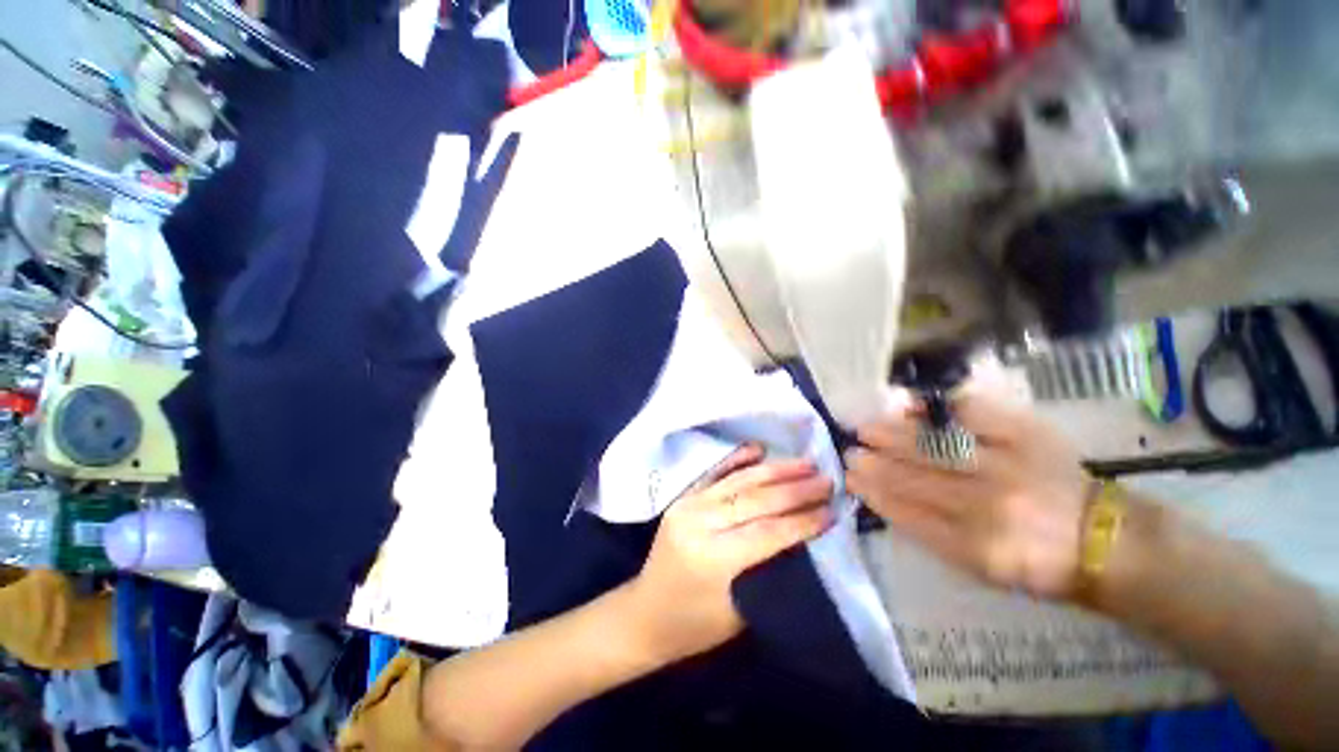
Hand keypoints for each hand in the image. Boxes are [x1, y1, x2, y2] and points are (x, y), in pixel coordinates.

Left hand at [628, 445, 835, 661]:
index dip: (801, 520)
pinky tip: (759, 449)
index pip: (766, 532)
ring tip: (806, 463)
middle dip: (794, 489)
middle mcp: (698, 523)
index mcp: (712, 558)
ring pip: (737, 481)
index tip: (832, 510)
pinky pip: (713, 473)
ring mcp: (687, 505)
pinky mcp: (682, 498)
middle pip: (754, 500)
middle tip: (826, 480)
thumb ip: (767, 571)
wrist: (644, 614)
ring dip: (774, 470)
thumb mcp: (738, 613)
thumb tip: (799, 539)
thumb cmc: (693, 626)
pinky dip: (737, 459)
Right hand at [845, 393, 1090, 598]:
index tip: (851, 479)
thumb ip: (934, 537)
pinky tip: (911, 407)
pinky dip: (940, 408)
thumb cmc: (1037, 563)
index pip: (909, 514)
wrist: (1104, 539)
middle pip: (917, 478)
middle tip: (850, 451)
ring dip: (894, 436)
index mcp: (978, 548)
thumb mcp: (983, 569)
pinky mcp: (1027, 437)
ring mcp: (1009, 467)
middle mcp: (990, 506)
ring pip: (935, 446)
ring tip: (867, 429)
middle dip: (876, 463)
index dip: (875, 493)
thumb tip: (887, 501)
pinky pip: (975, 414)